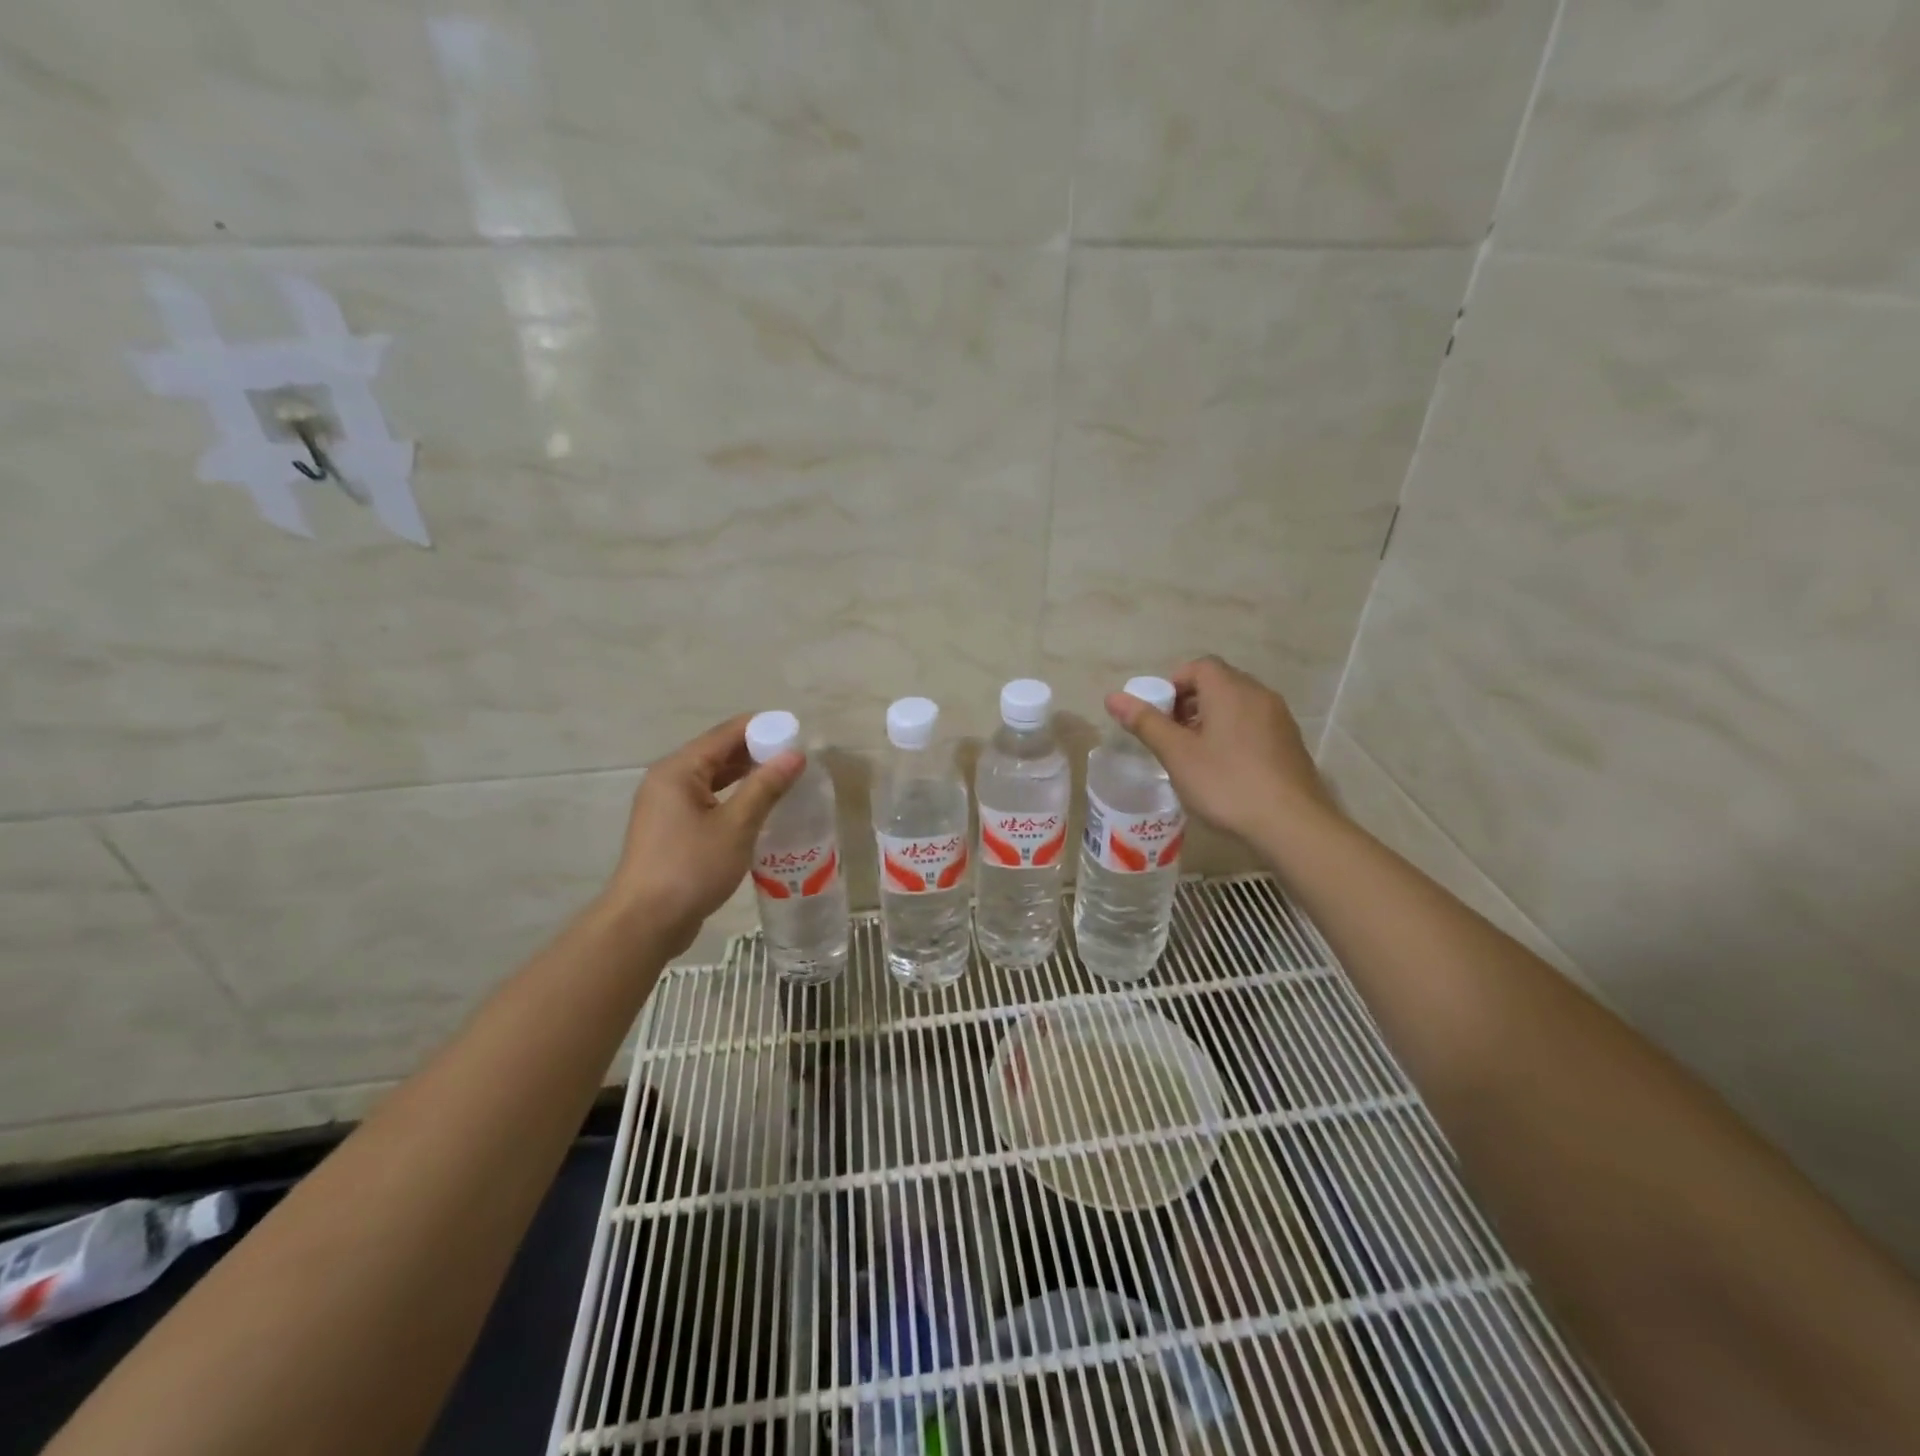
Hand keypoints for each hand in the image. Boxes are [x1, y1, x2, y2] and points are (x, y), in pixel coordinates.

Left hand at [602, 715, 803, 956]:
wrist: (645, 923)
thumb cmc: (690, 869)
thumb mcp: (736, 826)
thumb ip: (765, 787)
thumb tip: (795, 754)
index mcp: (679, 770)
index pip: (727, 734)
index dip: (763, 730)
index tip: (798, 736)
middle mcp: (669, 780)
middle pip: (719, 753)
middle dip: (758, 753)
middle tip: (797, 761)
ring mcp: (667, 806)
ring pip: (714, 778)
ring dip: (747, 777)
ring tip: (785, 782)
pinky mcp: (672, 829)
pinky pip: (708, 800)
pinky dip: (734, 798)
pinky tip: (759, 809)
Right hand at [1104, 656, 1338, 844]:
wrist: (1292, 824)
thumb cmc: (1226, 784)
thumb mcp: (1177, 754)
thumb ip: (1146, 722)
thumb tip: (1113, 697)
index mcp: (1230, 690)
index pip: (1199, 666)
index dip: (1173, 684)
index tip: (1159, 715)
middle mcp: (1259, 695)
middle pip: (1218, 683)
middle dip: (1189, 703)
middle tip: (1171, 736)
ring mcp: (1279, 719)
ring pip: (1237, 706)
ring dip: (1211, 720)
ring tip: (1194, 756)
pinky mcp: (1290, 744)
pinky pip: (1254, 725)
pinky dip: (1233, 735)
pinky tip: (1224, 770)